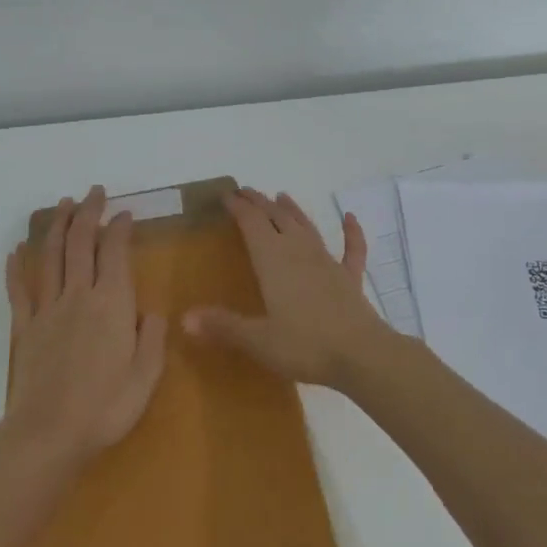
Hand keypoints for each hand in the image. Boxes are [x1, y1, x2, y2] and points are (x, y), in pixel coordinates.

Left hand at [3, 186, 167, 463]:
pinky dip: (16, 267)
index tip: (125, 213)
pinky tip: (15, 251)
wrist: (49, 434)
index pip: (115, 252)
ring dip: (56, 226)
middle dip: (88, 213)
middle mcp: (79, 295)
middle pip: (80, 243)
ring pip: (50, 257)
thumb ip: (153, 337)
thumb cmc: (106, 407)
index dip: (120, 228)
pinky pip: (19, 290)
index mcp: (112, 303)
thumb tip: (151, 311)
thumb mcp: (147, 375)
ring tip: (62, 204)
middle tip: (94, 192)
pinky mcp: (25, 328)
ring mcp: (48, 309)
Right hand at [185, 187, 388, 387]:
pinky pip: (351, 249)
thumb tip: (185, 318)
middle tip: (247, 192)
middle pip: (277, 219)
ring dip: (293, 211)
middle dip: (261, 203)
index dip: (239, 207)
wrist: (361, 354)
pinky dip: (351, 232)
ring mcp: (327, 263)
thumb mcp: (258, 340)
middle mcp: (299, 252)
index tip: (227, 195)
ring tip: (282, 196)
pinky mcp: (349, 278)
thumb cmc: (305, 345)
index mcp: (273, 260)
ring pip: (307, 228)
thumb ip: (224, 326)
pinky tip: (350, 217)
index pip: (252, 223)